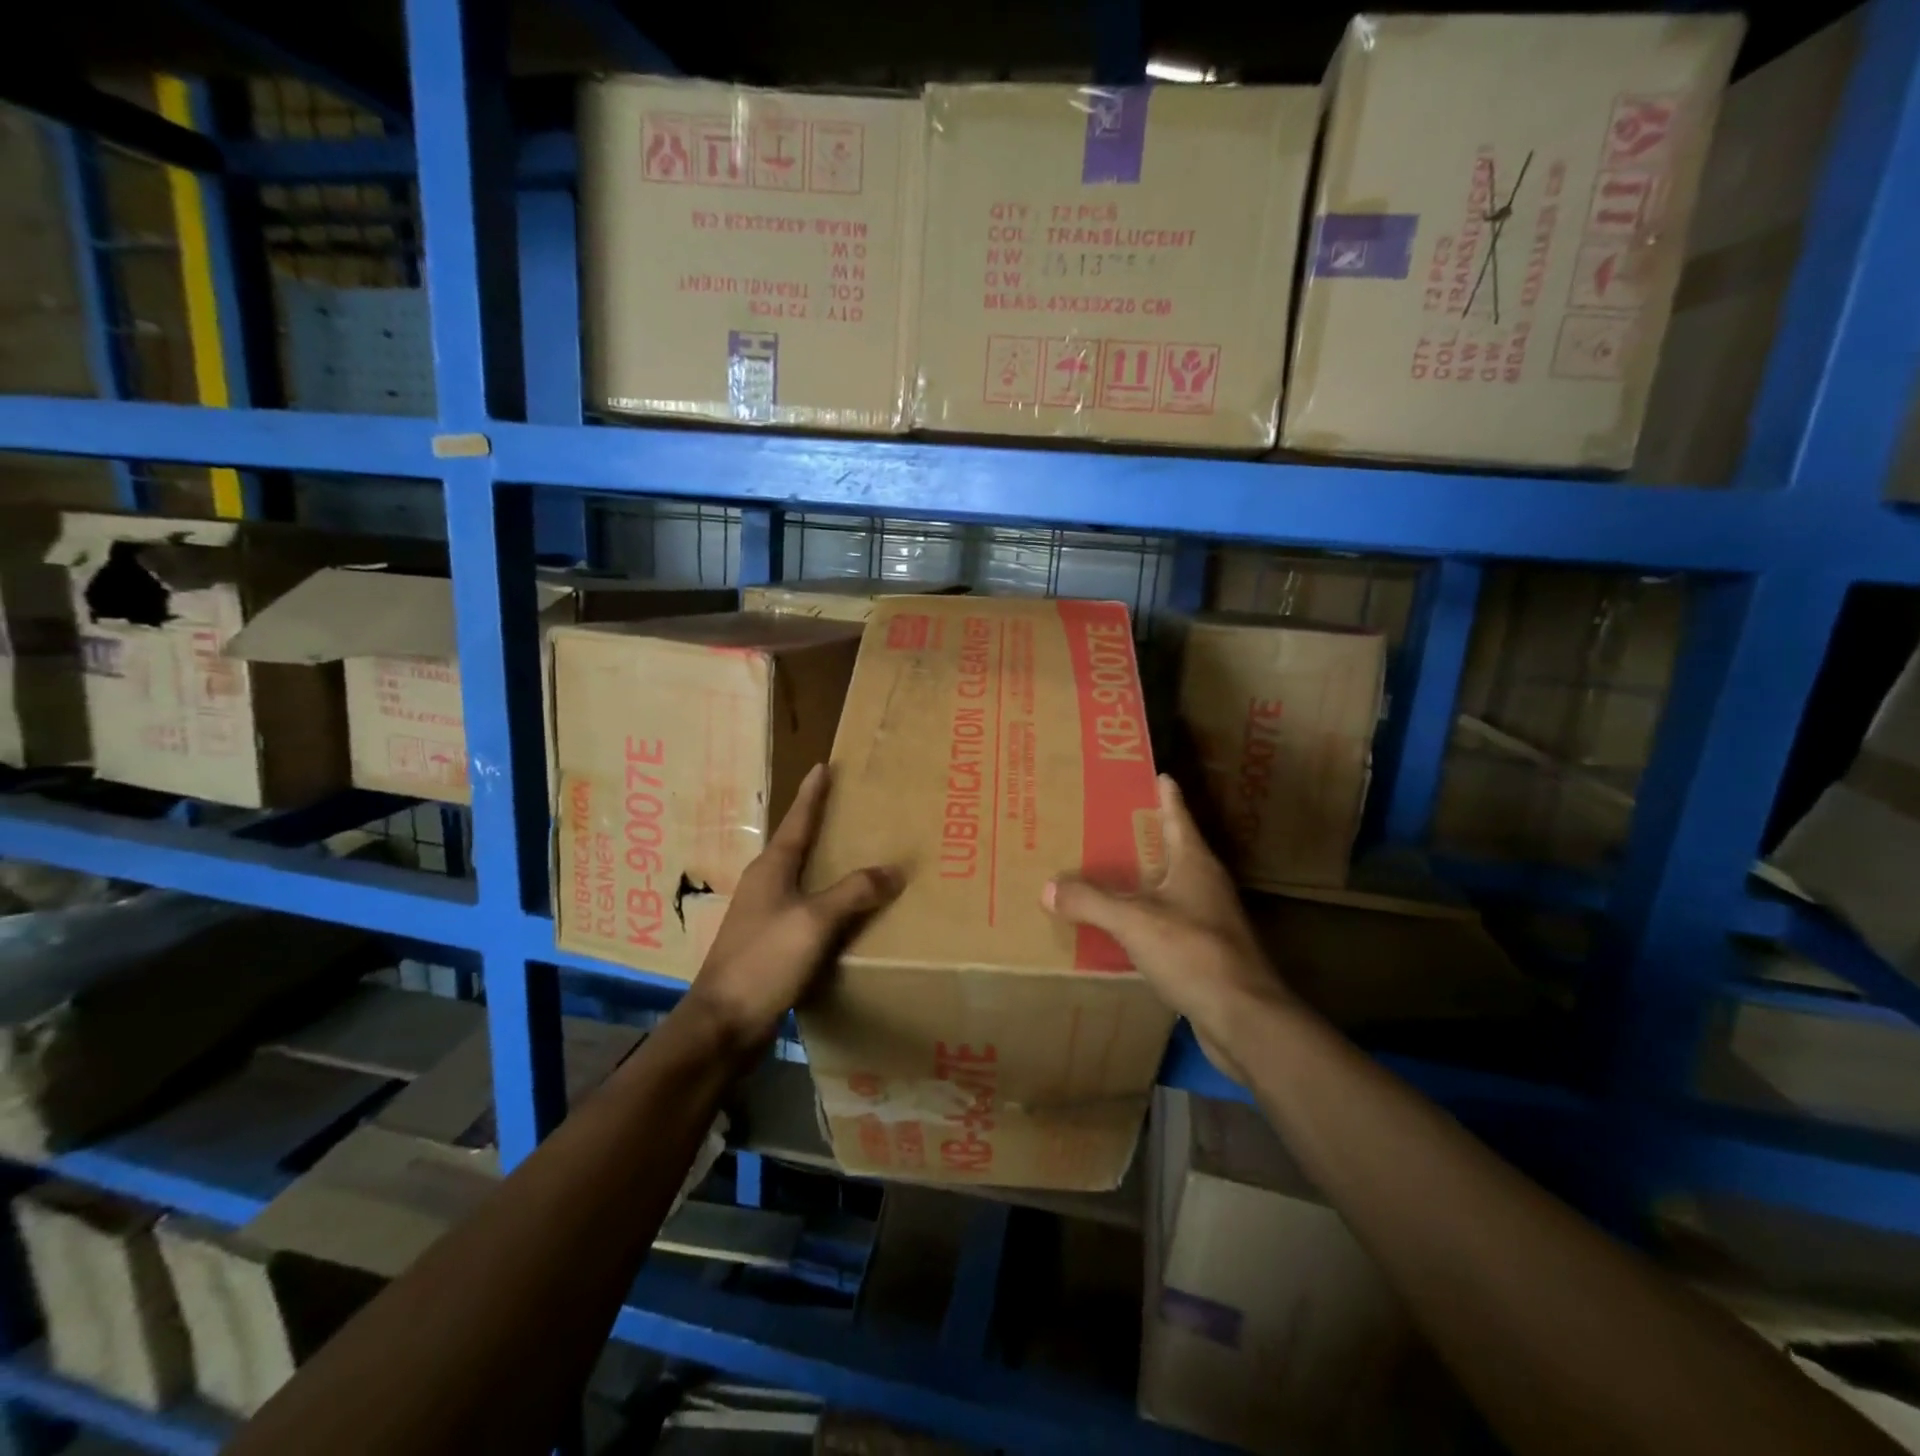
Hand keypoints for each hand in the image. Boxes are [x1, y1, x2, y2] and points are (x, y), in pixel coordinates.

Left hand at [685, 764, 899, 1054]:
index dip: (812, 794)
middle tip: (855, 809)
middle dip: (824, 826)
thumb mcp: (814, 921)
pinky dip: (829, 904)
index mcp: (772, 868)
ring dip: (829, 868)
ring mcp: (765, 916)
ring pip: (804, 880)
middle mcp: (765, 885)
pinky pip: (807, 912)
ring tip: (861, 858)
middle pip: (799, 845)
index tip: (822, 766)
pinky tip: (849, 913)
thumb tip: (894, 870)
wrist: (723, 1024)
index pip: (797, 820)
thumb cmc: (764, 961)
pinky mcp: (770, 945)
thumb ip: (854, 892)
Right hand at [1043, 774, 1296, 1083]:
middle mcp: (1205, 884)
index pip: (1177, 816)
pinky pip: (1166, 921)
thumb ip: (1091, 901)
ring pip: (1169, 887)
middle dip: (1142, 835)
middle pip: (1171, 849)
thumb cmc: (1193, 953)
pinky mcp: (1205, 952)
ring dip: (1141, 878)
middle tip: (1105, 821)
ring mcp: (1209, 919)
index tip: (1153, 773)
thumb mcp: (1134, 921)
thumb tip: (1049, 887)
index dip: (1165, 794)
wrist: (1244, 1018)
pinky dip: (1143, 917)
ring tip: (1104, 871)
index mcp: (1194, 863)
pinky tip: (1119, 926)